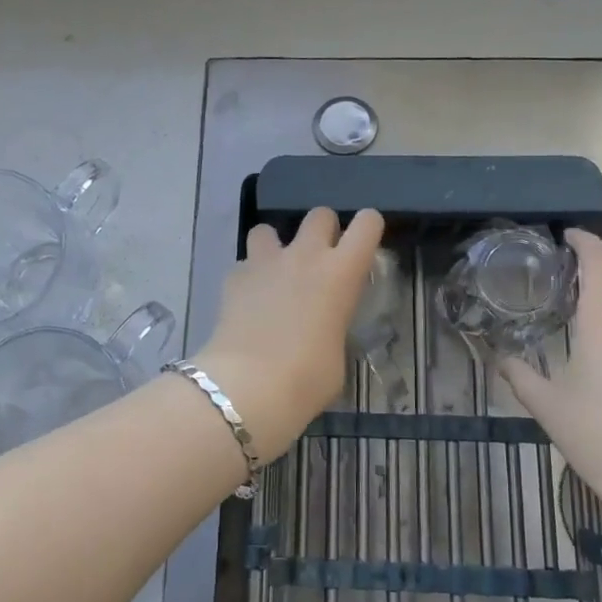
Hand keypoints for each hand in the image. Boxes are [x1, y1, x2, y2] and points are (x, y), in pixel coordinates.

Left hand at [195, 208, 385, 461]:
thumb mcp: (337, 354)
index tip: (363, 246)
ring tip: (275, 273)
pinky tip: (248, 301)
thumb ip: (333, 327)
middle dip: (322, 230)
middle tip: (319, 260)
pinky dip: (248, 277)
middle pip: (319, 214)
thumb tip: (322, 330)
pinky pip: (244, 264)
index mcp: (341, 273)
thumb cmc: (307, 379)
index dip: (368, 228)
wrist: (249, 386)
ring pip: (268, 228)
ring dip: (275, 246)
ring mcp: (265, 262)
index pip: (367, 224)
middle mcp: (305, 256)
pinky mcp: (233, 277)